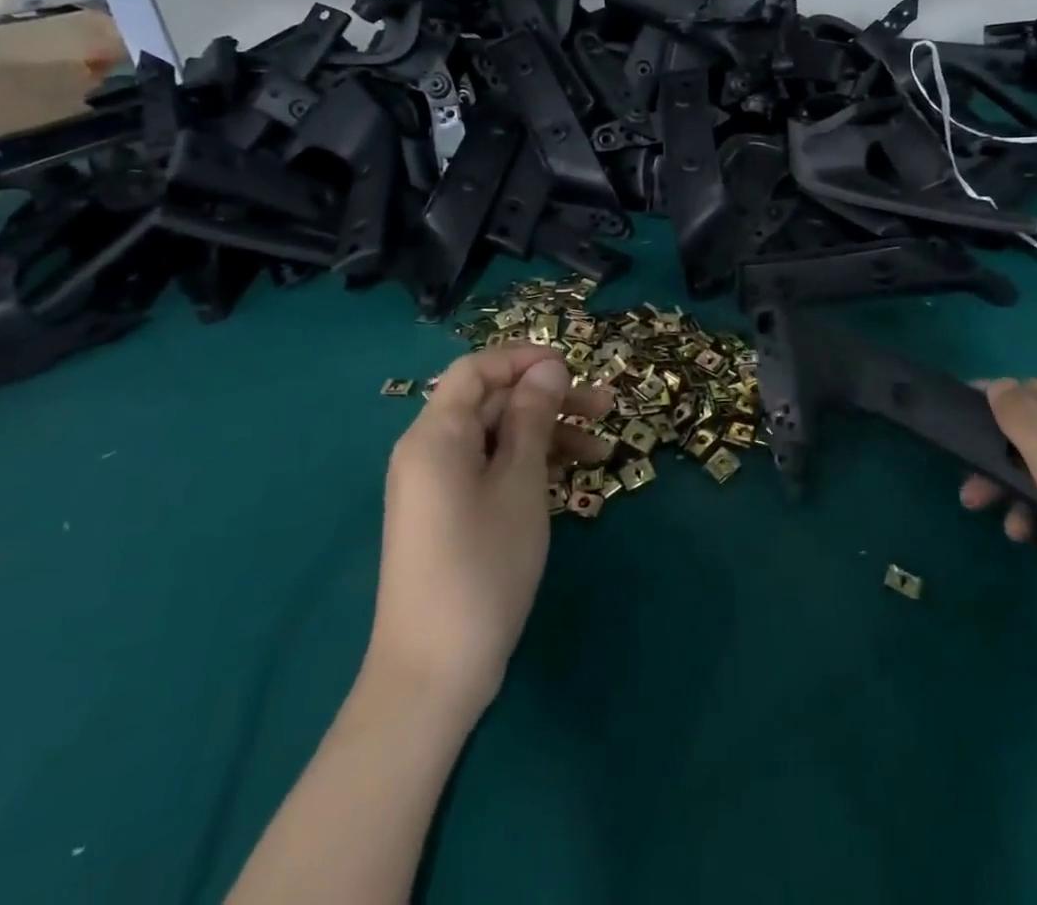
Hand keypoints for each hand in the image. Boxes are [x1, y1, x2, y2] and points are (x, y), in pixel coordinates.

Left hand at [365, 345, 611, 718]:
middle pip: (492, 403)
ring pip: (498, 437)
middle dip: (549, 401)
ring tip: (603, 451)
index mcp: (436, 434)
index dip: (525, 359)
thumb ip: (533, 418)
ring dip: (548, 435)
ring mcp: (438, 485)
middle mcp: (430, 450)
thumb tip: (548, 367)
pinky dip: (529, 466)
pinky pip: (491, 469)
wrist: (432, 675)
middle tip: (606, 409)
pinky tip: (571, 477)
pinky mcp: (449, 514)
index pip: (478, 369)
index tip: (573, 368)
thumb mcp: (520, 484)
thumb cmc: (482, 567)